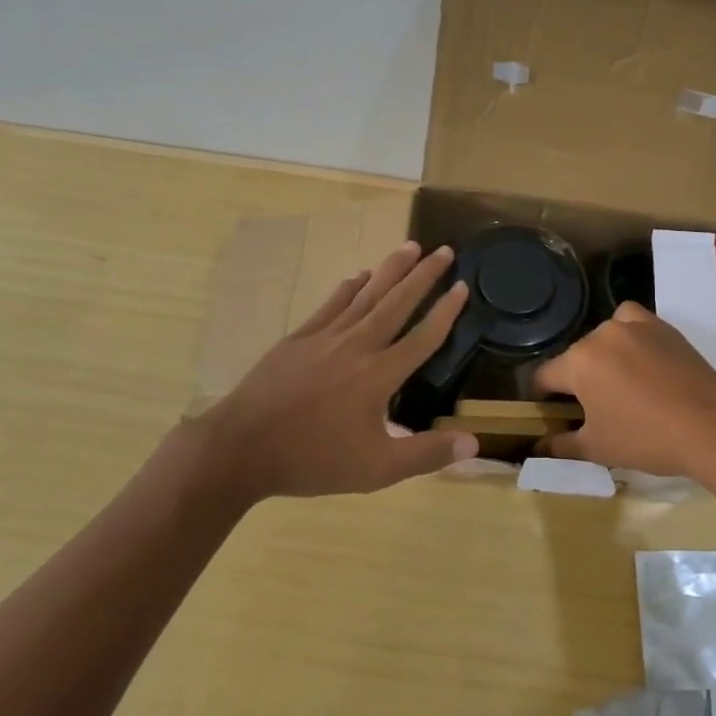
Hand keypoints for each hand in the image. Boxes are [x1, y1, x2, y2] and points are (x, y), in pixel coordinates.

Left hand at [190, 242, 479, 501]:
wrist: (241, 448)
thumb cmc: (313, 460)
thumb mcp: (377, 469)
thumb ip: (426, 453)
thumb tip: (474, 442)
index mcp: (379, 375)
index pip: (422, 337)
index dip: (446, 311)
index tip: (463, 285)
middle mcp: (357, 346)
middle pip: (397, 303)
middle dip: (423, 275)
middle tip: (444, 250)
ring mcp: (325, 338)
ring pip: (366, 295)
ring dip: (390, 270)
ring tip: (410, 246)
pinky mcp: (299, 339)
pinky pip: (331, 305)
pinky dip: (348, 288)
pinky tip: (358, 275)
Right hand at [534, 303, 715, 479]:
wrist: (710, 427)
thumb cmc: (646, 439)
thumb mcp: (597, 448)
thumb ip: (561, 445)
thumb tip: (538, 446)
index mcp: (578, 362)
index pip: (544, 376)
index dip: (542, 398)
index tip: (552, 414)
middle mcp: (601, 335)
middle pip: (575, 357)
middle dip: (577, 380)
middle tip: (593, 409)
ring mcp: (633, 326)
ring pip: (603, 337)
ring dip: (603, 356)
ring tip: (620, 384)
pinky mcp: (661, 326)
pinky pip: (633, 322)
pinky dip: (630, 335)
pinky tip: (641, 359)